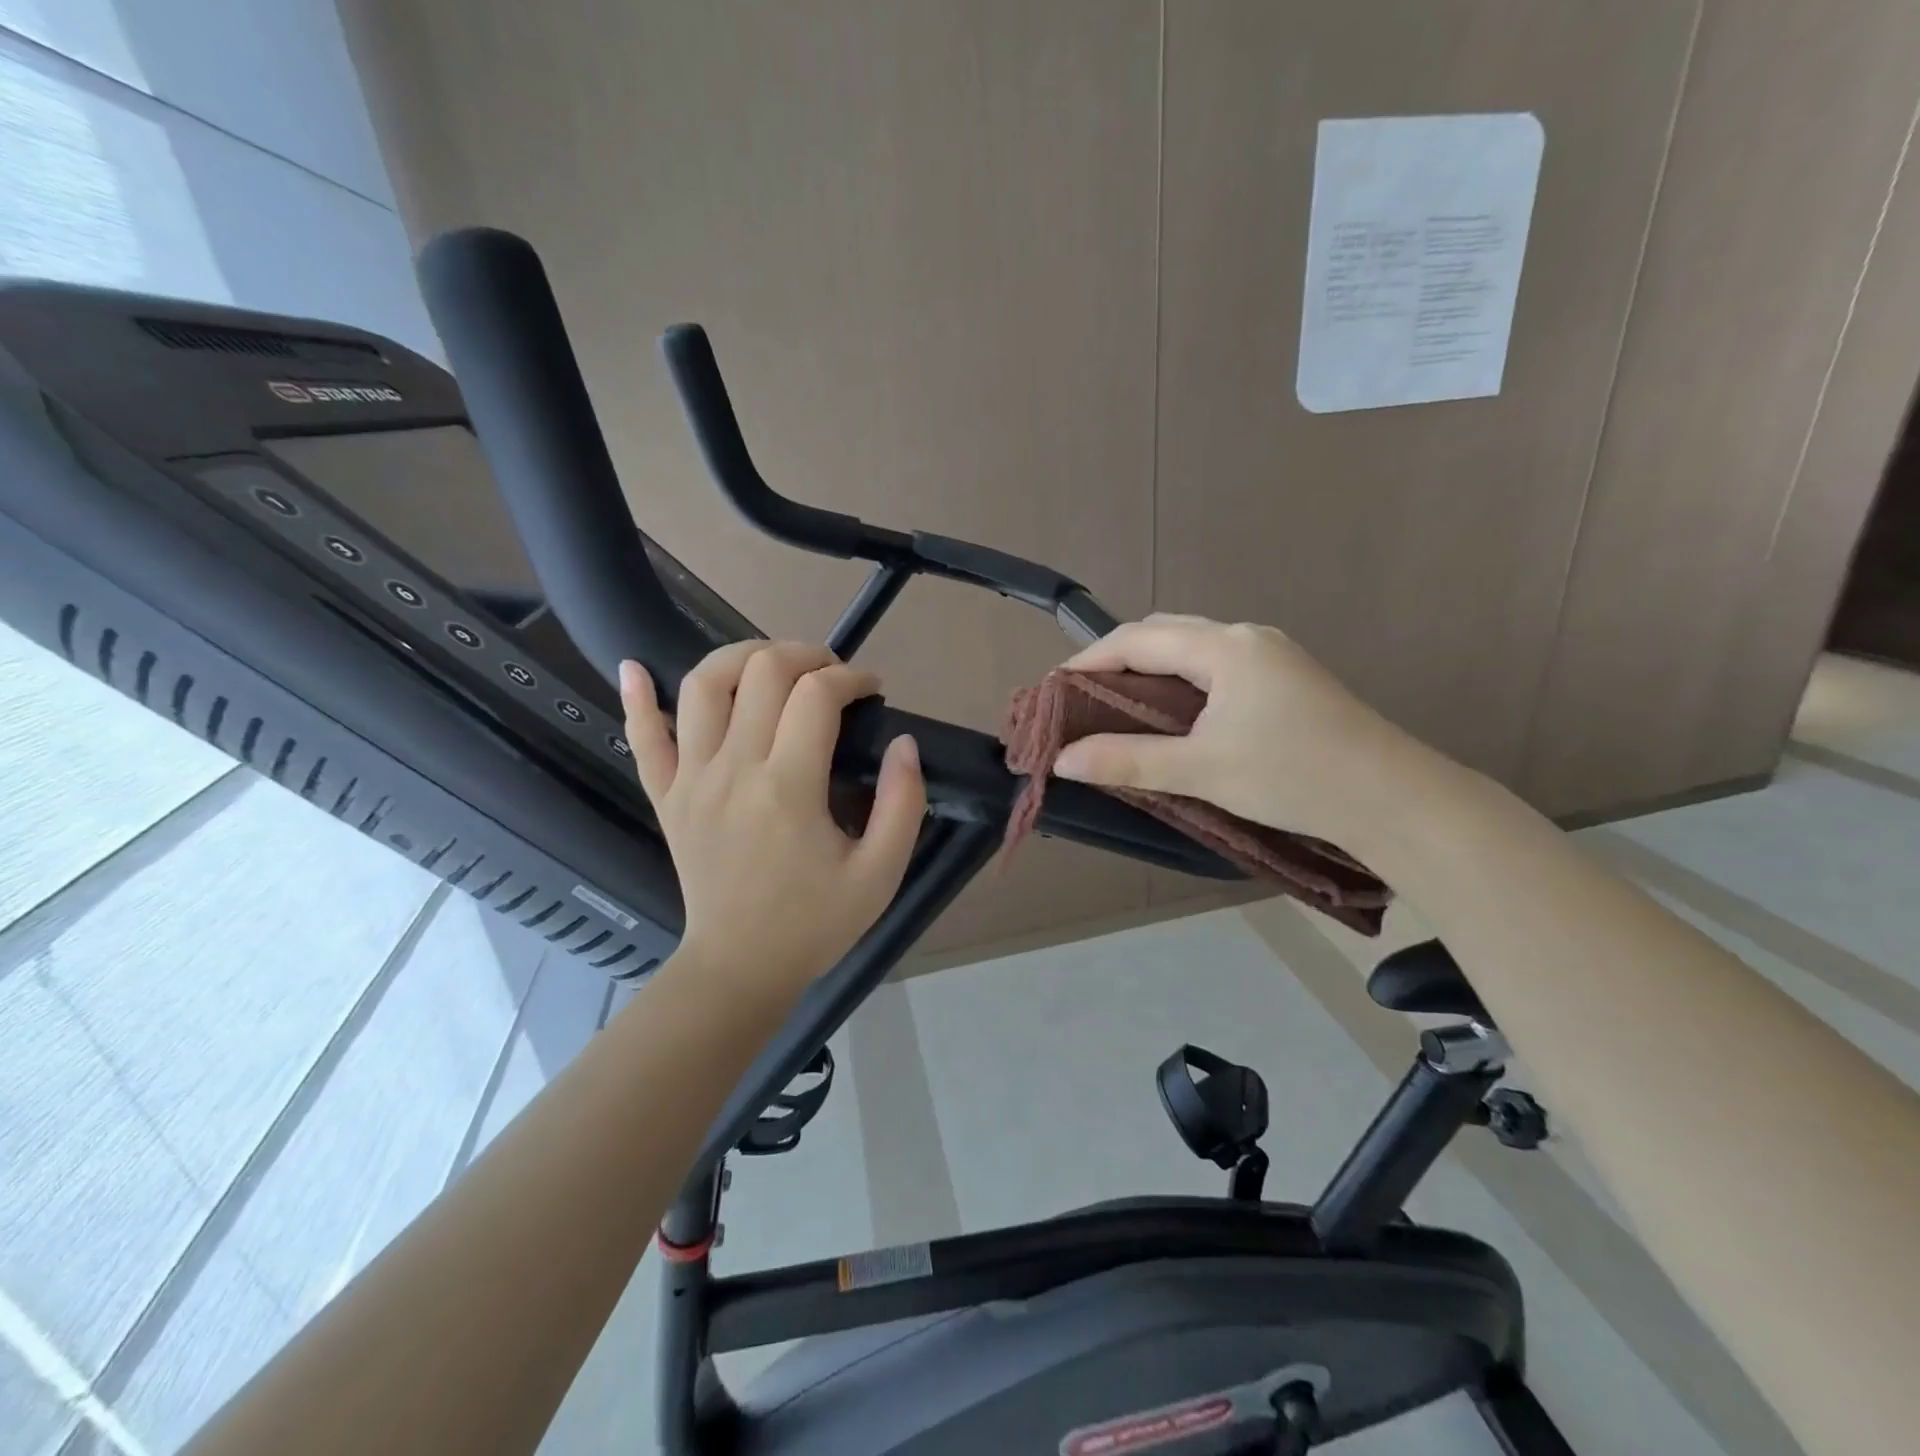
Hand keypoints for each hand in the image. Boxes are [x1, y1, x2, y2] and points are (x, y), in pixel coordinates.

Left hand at [619, 642, 925, 996]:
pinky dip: (638, 697)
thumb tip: (905, 743)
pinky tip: (638, 667)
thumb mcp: (880, 874)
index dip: (851, 678)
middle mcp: (733, 770)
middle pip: (761, 672)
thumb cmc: (814, 922)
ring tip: (772, 664)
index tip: (872, 691)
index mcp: (788, 788)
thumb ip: (904, 804)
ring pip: (703, 685)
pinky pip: (643, 736)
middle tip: (831, 674)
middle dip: (805, 654)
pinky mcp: (666, 795)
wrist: (740, 967)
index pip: (817, 695)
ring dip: (740, 656)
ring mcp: (691, 779)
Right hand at [1052, 614, 1429, 845]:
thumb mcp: (1202, 770)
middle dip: (1118, 659)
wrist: (1395, 799)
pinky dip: (1182, 682)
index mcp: (1224, 647)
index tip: (1054, 690)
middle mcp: (1247, 637)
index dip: (1090, 660)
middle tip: (1083, 699)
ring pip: (1194, 649)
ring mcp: (1272, 656)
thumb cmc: (1294, 775)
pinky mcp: (1287, 680)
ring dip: (1151, 670)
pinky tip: (1174, 714)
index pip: (1138, 638)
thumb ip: (1128, 760)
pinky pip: (1217, 667)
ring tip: (1119, 707)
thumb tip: (1063, 760)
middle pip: (1165, 633)